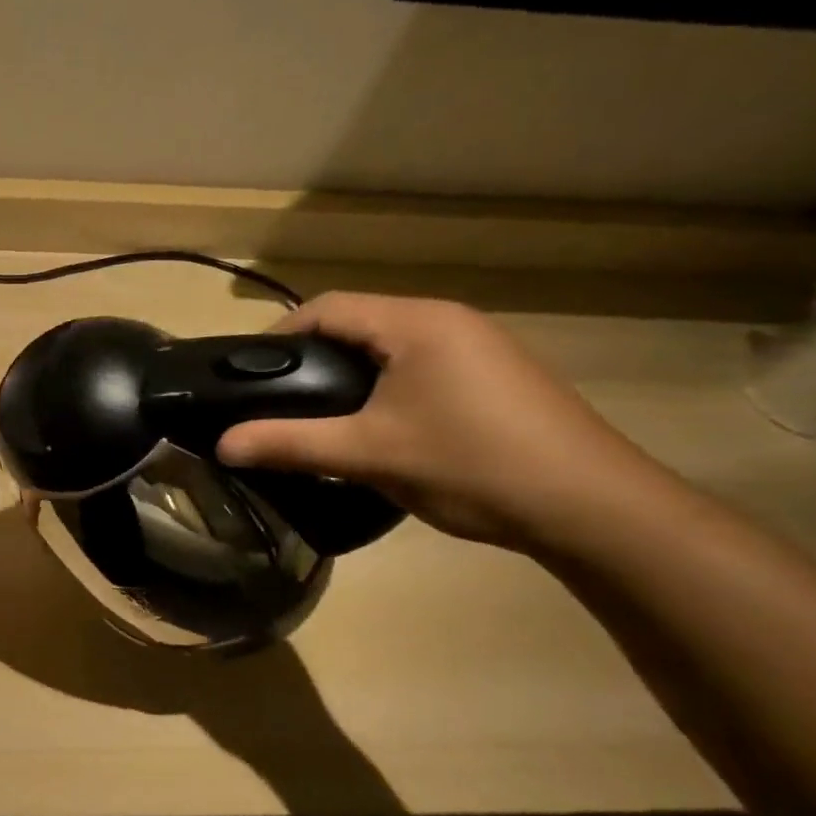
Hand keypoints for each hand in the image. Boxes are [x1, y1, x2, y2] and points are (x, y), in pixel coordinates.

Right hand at [215, 293, 667, 552]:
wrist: (594, 508)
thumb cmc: (470, 465)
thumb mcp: (368, 455)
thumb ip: (289, 444)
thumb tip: (222, 445)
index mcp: (415, 323)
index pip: (326, 307)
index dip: (279, 335)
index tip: (248, 375)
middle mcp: (448, 320)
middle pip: (357, 322)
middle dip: (311, 356)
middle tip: (277, 400)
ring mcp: (478, 345)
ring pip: (389, 345)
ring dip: (348, 372)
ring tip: (320, 416)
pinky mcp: (496, 375)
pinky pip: (419, 364)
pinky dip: (385, 384)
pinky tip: (380, 426)